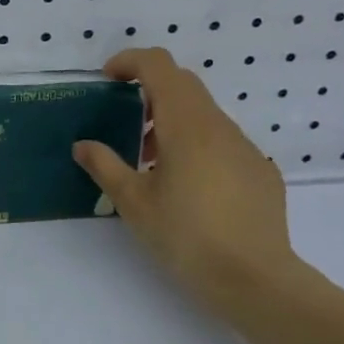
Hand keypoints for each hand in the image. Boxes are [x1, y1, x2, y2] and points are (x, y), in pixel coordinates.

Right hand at [72, 48, 297, 309]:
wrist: (257, 281)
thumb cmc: (187, 237)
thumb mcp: (133, 202)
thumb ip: (105, 166)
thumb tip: (83, 145)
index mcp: (186, 124)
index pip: (158, 65)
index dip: (129, 61)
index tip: (107, 79)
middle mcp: (219, 126)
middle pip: (183, 84)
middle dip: (149, 90)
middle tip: (124, 122)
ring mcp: (245, 148)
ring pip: (204, 114)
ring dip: (172, 122)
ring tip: (151, 163)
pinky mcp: (261, 172)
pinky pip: (223, 142)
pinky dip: (197, 146)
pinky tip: (189, 189)